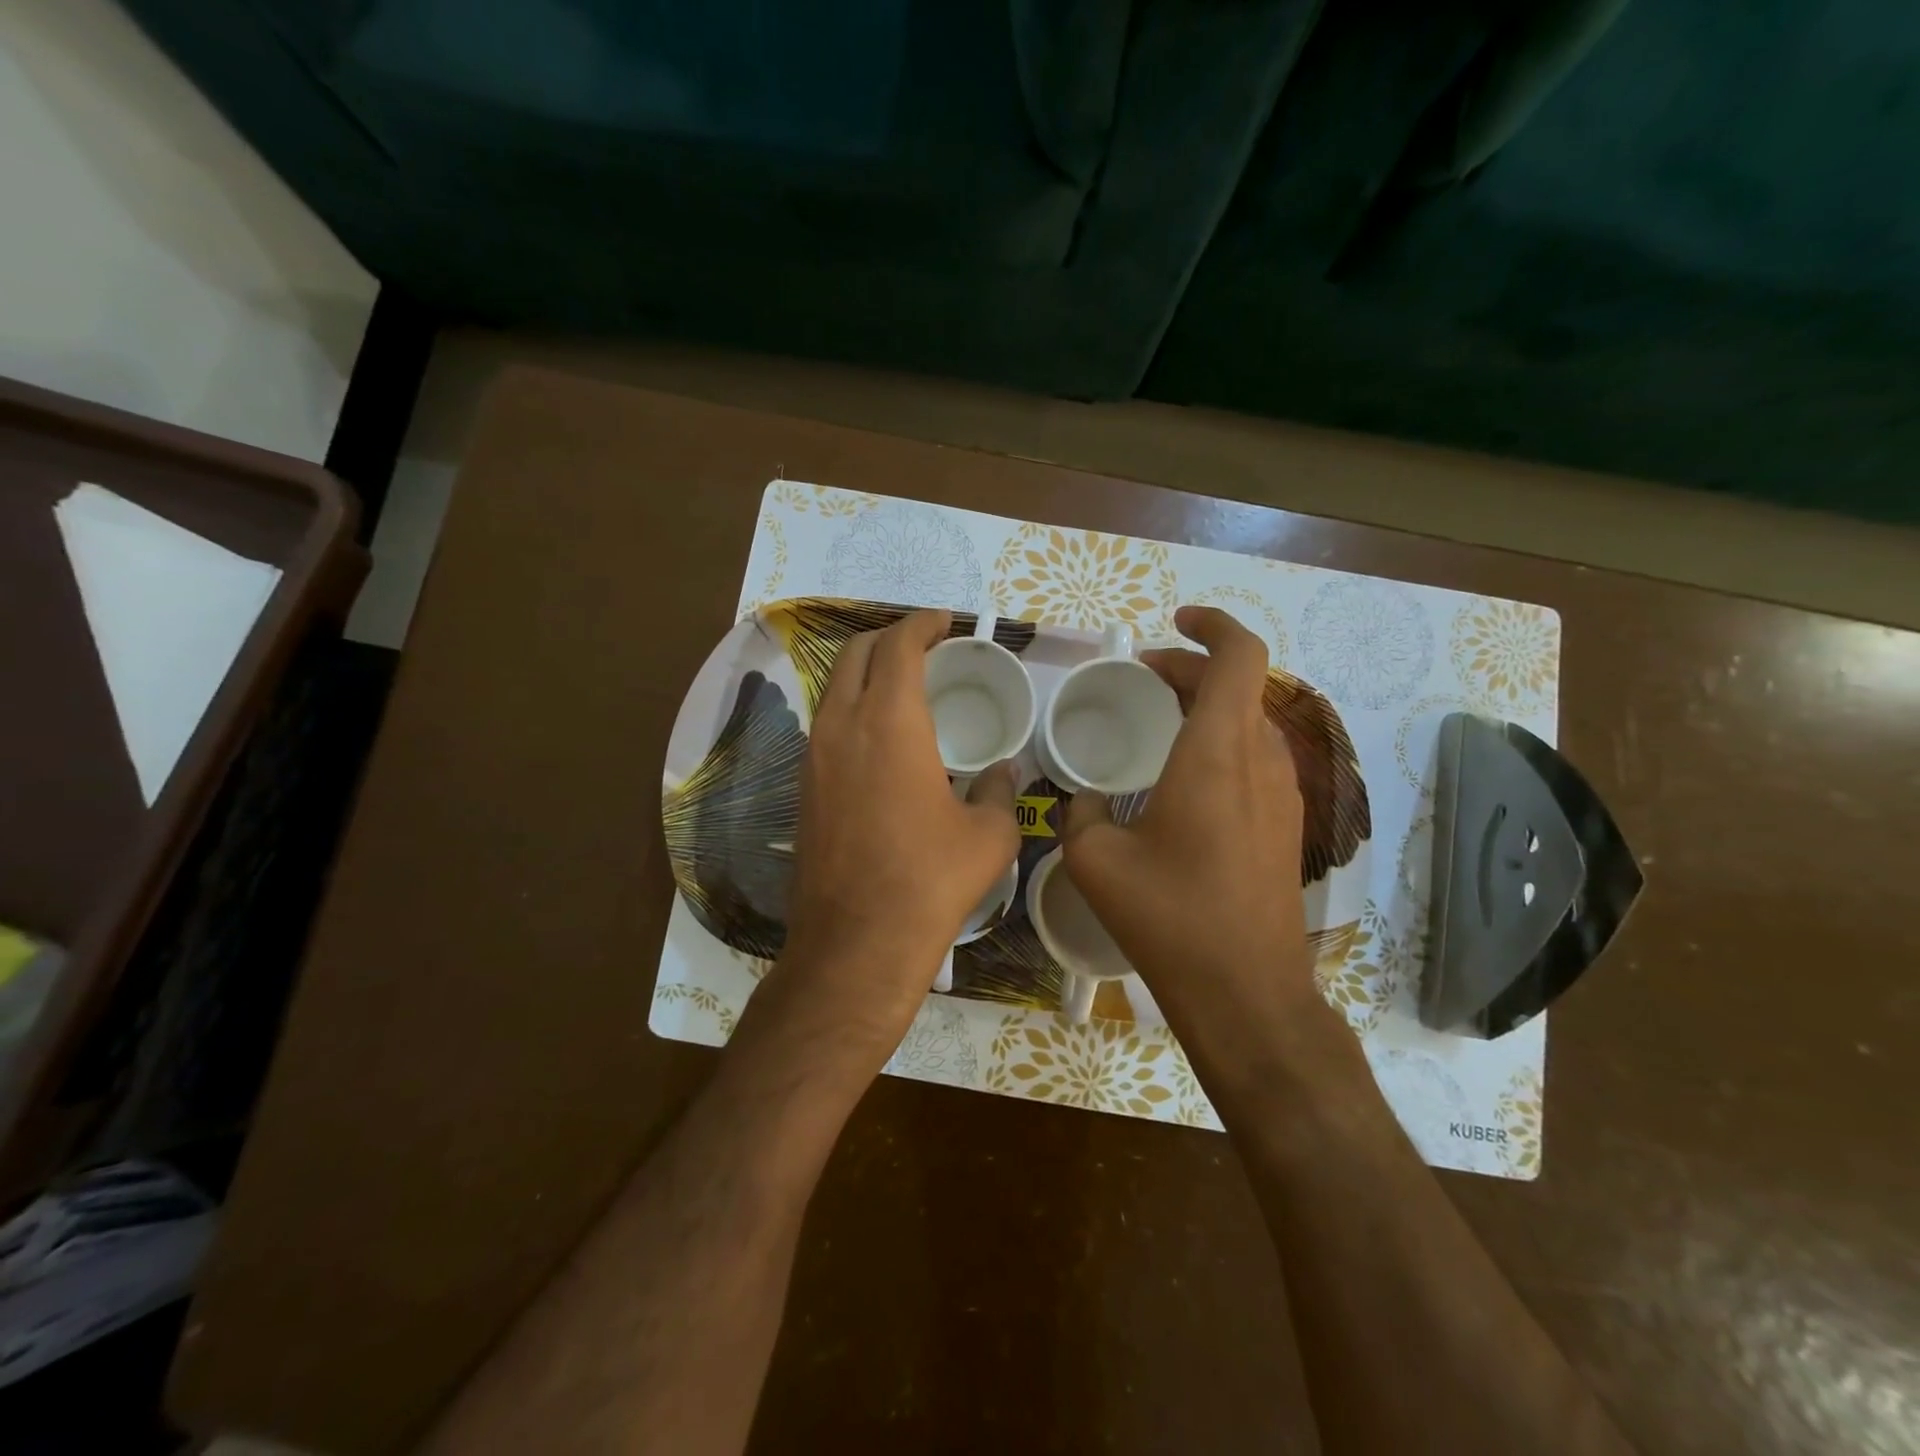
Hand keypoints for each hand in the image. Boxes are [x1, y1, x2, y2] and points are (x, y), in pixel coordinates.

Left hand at [782, 609, 1020, 1048]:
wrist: (856, 944)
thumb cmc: (930, 881)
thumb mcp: (988, 836)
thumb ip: (998, 791)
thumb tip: (1001, 772)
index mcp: (890, 722)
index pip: (899, 645)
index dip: (923, 624)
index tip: (945, 622)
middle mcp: (842, 726)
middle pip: (856, 653)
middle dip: (890, 638)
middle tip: (925, 646)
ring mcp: (814, 757)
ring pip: (834, 687)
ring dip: (866, 672)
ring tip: (902, 684)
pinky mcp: (802, 787)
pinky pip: (826, 723)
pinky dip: (851, 708)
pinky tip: (878, 736)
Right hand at [1061, 605, 1315, 1030]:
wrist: (1247, 994)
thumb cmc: (1170, 917)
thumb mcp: (1095, 861)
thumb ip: (1080, 812)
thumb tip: (1082, 799)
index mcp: (1217, 754)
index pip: (1240, 656)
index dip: (1212, 624)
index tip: (1173, 622)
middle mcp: (1260, 762)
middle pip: (1240, 685)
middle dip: (1192, 668)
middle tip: (1143, 677)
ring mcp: (1284, 796)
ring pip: (1251, 722)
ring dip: (1209, 707)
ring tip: (1161, 723)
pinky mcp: (1287, 827)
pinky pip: (1257, 759)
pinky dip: (1222, 743)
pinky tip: (1184, 781)